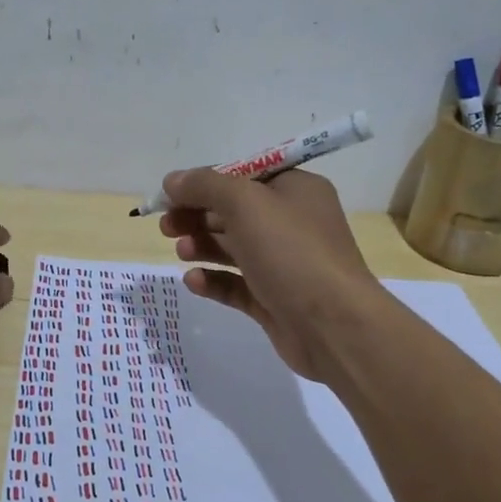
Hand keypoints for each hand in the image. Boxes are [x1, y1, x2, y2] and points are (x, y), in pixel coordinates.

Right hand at [159, 169, 390, 382]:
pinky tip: (193, 281)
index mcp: (295, 190)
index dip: (203, 183)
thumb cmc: (291, 252)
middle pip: (233, 211)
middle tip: (166, 226)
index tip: (169, 195)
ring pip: (233, 248)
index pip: (242, 176)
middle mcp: (292, 222)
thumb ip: (204, 186)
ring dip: (202, 245)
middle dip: (197, 215)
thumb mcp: (245, 203)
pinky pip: (236, 284)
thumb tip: (171, 180)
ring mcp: (284, 264)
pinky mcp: (275, 299)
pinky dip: (213, 280)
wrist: (334, 326)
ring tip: (180, 251)